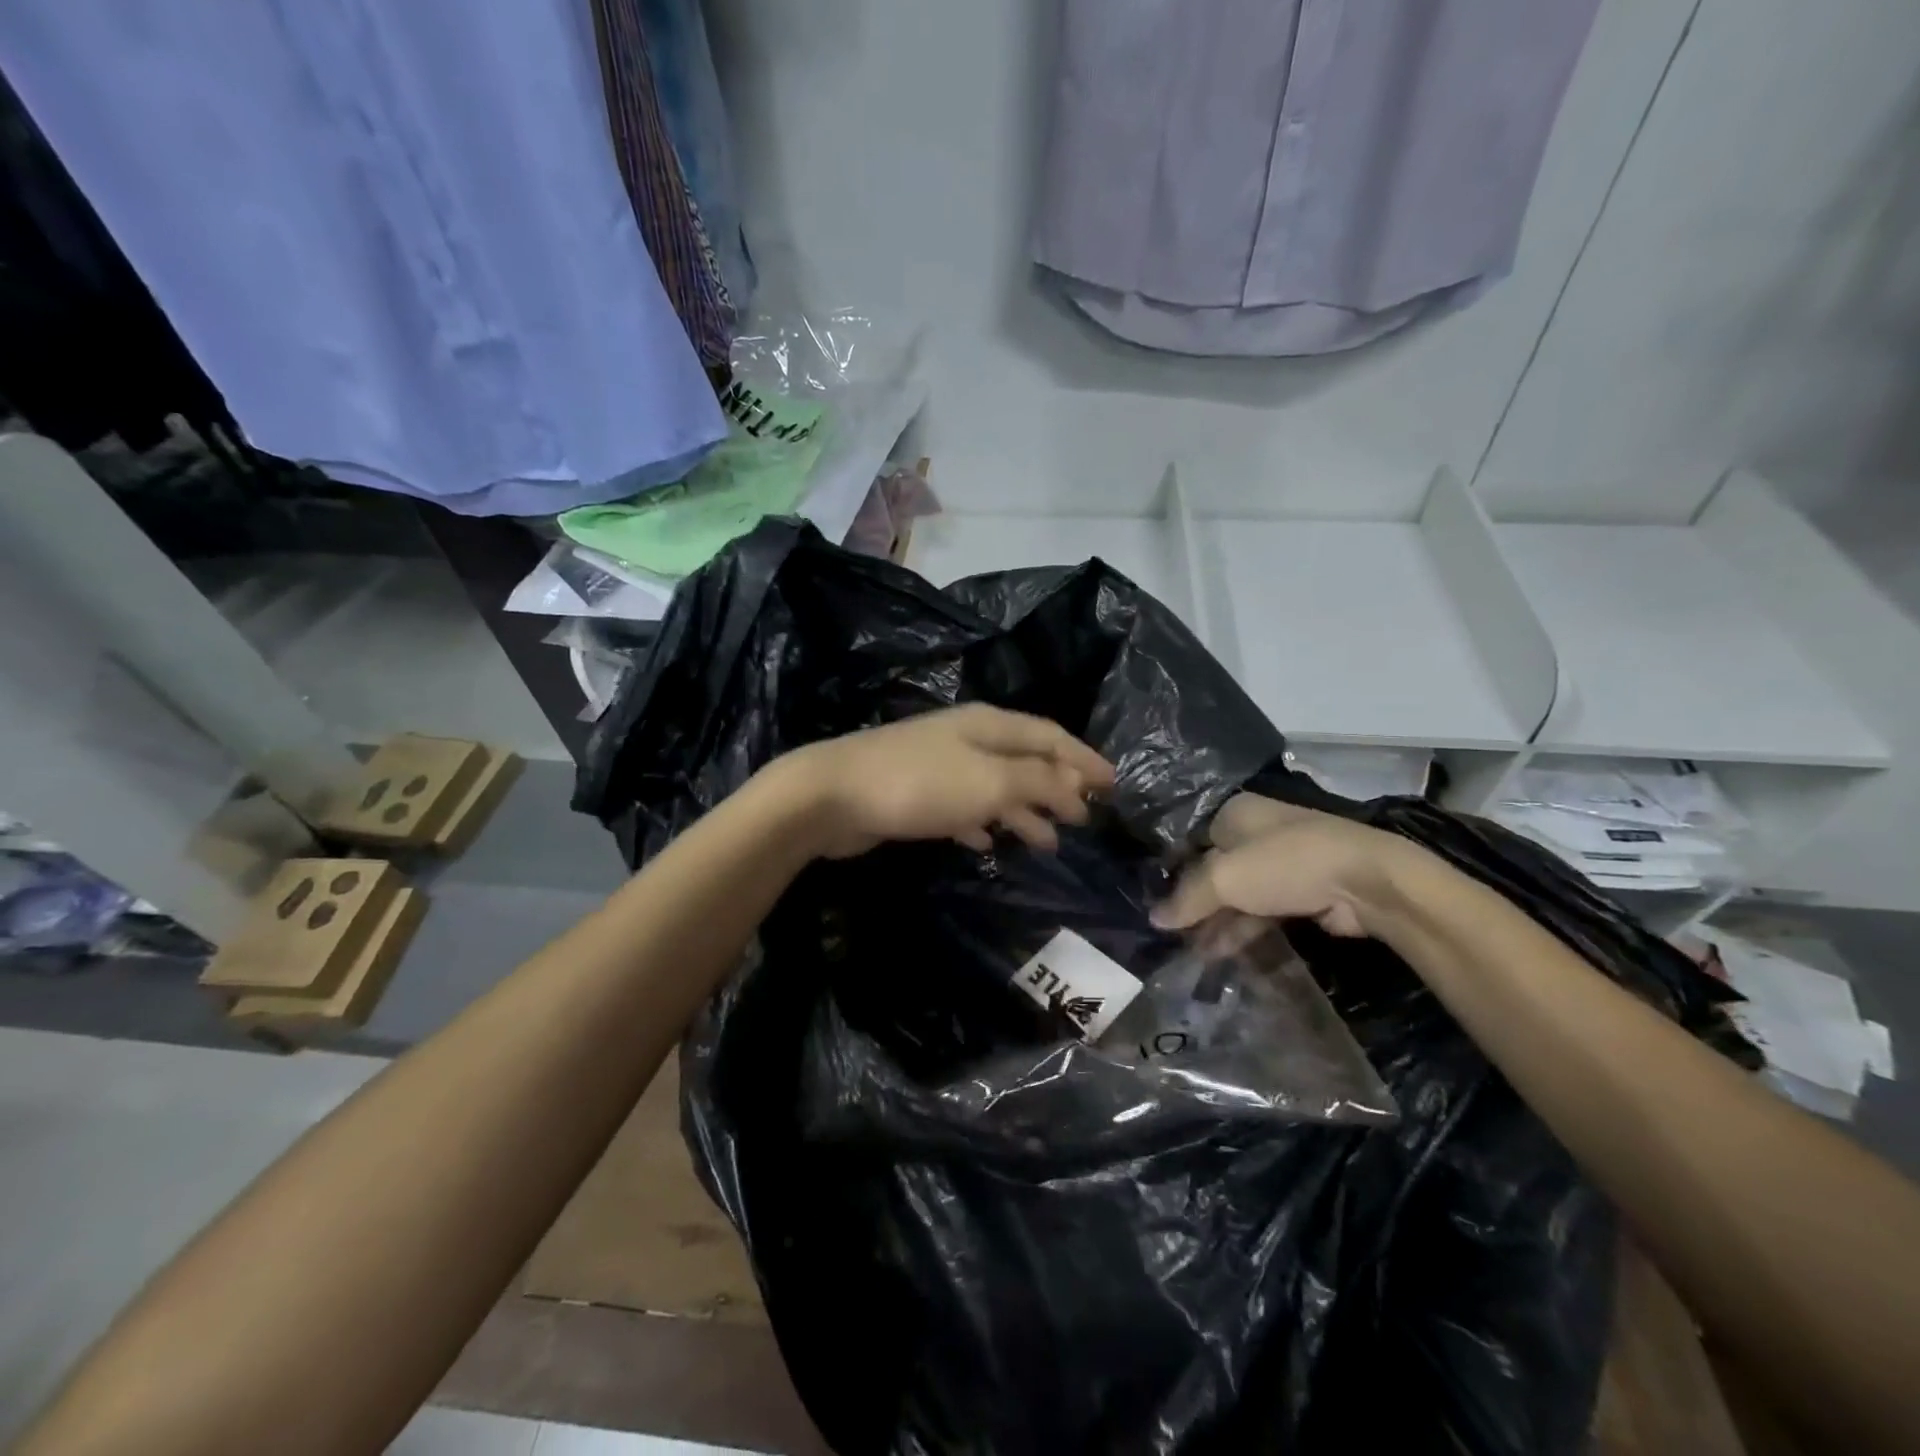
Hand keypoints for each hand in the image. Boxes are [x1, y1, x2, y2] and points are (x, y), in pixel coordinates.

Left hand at [771, 704, 1116, 857]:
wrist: (835, 796)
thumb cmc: (921, 784)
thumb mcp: (991, 781)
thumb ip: (1039, 780)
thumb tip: (1075, 786)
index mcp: (991, 726)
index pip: (1051, 737)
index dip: (1084, 759)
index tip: (1114, 784)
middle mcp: (969, 739)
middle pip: (1026, 760)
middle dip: (1057, 787)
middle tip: (1085, 818)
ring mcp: (941, 766)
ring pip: (997, 788)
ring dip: (1024, 812)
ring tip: (1048, 843)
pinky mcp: (919, 795)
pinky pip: (965, 808)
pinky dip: (983, 824)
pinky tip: (987, 844)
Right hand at [1152, 794, 1428, 936]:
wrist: (1366, 882)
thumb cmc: (1284, 863)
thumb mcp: (1224, 878)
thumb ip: (1187, 898)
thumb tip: (1154, 919)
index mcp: (1233, 813)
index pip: (1188, 838)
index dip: (1168, 867)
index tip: (1148, 898)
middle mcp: (1254, 832)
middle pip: (1210, 868)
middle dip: (1191, 901)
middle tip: (1166, 932)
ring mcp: (1279, 864)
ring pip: (1235, 894)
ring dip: (1214, 922)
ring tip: (1187, 953)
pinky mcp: (1300, 892)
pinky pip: (1259, 912)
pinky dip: (1239, 931)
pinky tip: (1218, 954)